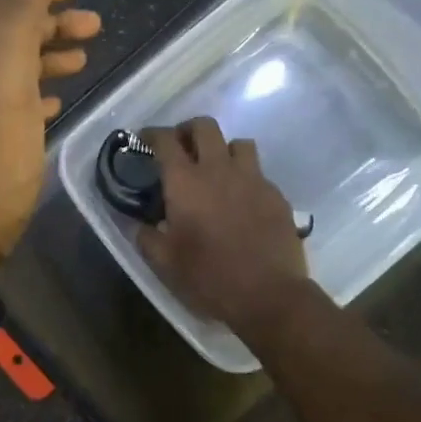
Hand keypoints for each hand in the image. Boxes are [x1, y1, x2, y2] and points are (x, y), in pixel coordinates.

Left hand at [0, 0, 100, 265]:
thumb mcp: (7, 77)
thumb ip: (19, 8)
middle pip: (0, 29)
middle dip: (46, 20)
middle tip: (93, 27)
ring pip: (4, 66)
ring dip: (43, 55)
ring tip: (82, 59)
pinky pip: (3, 103)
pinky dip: (31, 92)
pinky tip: (53, 104)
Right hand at [136, 117, 313, 336]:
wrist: (269, 295)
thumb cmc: (209, 277)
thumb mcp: (165, 263)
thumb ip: (148, 237)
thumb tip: (144, 225)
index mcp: (186, 182)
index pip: (166, 140)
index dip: (152, 134)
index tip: (145, 139)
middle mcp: (219, 170)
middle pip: (205, 126)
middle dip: (189, 130)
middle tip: (181, 147)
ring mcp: (253, 179)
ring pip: (238, 143)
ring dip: (223, 149)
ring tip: (216, 169)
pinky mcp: (276, 195)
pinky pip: (258, 173)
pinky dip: (245, 178)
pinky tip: (241, 200)